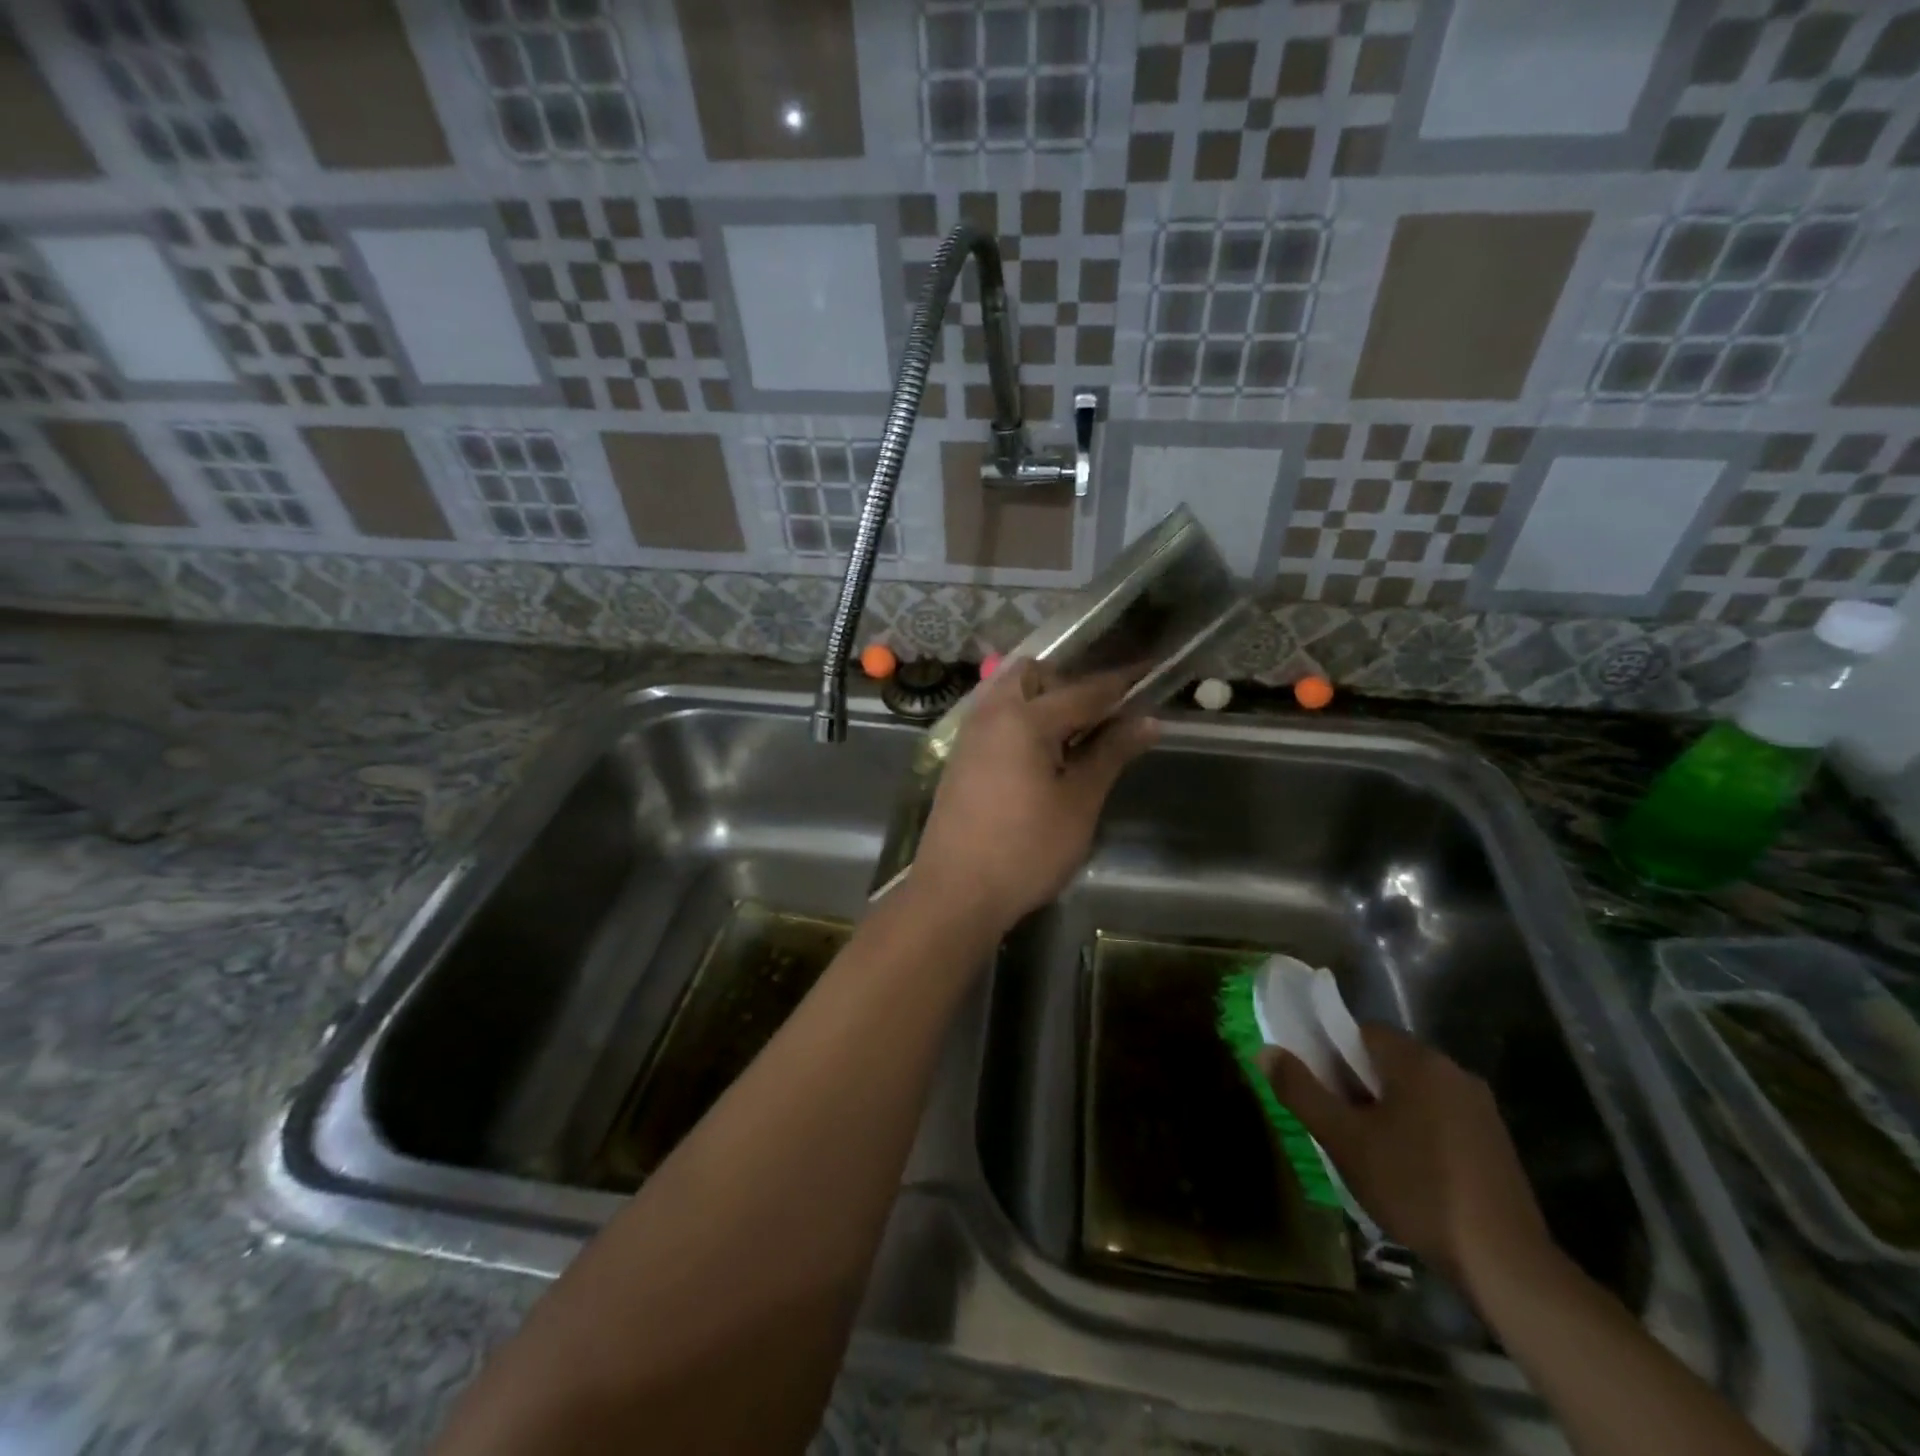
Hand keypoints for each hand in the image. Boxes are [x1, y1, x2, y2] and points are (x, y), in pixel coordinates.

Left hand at [910, 664, 1157, 932]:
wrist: (955, 892)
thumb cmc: (1025, 849)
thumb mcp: (1078, 803)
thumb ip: (1110, 754)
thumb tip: (1148, 720)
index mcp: (1023, 718)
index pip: (1083, 690)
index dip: (1120, 684)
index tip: (1148, 674)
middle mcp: (991, 714)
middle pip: (1033, 674)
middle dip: (1068, 685)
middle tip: (1097, 721)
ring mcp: (969, 735)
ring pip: (1008, 693)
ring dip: (1041, 702)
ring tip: (1071, 740)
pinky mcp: (960, 758)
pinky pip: (994, 718)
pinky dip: (1020, 721)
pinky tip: (1039, 758)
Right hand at [1261, 1026, 1556, 1297]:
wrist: (1505, 1263)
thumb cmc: (1415, 1187)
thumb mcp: (1344, 1140)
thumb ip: (1301, 1091)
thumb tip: (1265, 1050)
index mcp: (1417, 1060)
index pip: (1360, 1031)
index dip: (1332, 1054)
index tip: (1321, 1089)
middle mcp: (1453, 1071)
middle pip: (1388, 1061)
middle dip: (1358, 1085)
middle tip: (1340, 1125)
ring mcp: (1480, 1108)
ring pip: (1414, 1091)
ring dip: (1387, 1110)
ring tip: (1370, 1153)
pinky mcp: (1496, 1142)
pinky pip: (1440, 1117)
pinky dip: (1417, 1131)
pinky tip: (1409, 1172)